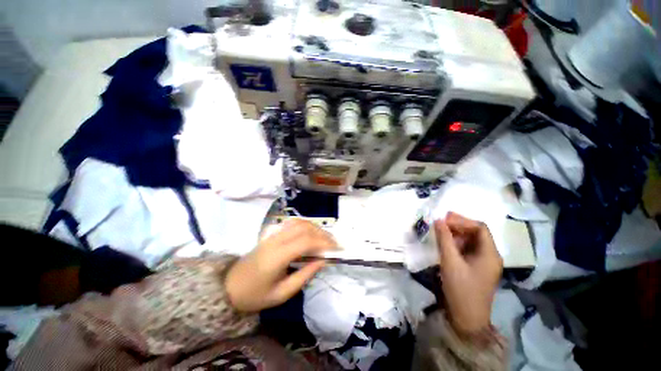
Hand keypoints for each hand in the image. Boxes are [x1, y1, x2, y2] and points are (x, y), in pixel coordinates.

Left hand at [225, 219, 336, 311]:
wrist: (229, 287)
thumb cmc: (255, 295)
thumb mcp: (282, 294)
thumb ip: (305, 275)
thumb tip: (323, 260)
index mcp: (277, 256)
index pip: (305, 241)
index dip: (324, 243)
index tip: (337, 249)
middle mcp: (276, 240)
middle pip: (304, 228)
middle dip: (323, 234)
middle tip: (334, 244)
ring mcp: (273, 235)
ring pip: (299, 222)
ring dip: (315, 228)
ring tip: (325, 238)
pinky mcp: (272, 234)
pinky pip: (292, 223)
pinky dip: (306, 225)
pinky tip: (312, 232)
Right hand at [434, 212, 502, 334]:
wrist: (467, 319)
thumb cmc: (461, 289)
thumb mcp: (450, 262)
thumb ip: (444, 239)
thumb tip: (438, 220)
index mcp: (490, 254)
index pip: (480, 228)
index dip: (462, 221)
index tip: (444, 220)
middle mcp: (490, 256)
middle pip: (476, 233)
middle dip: (458, 226)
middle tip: (440, 223)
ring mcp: (484, 263)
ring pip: (471, 241)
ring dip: (456, 234)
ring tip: (440, 232)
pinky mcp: (476, 268)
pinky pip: (467, 250)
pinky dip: (456, 244)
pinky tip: (445, 245)